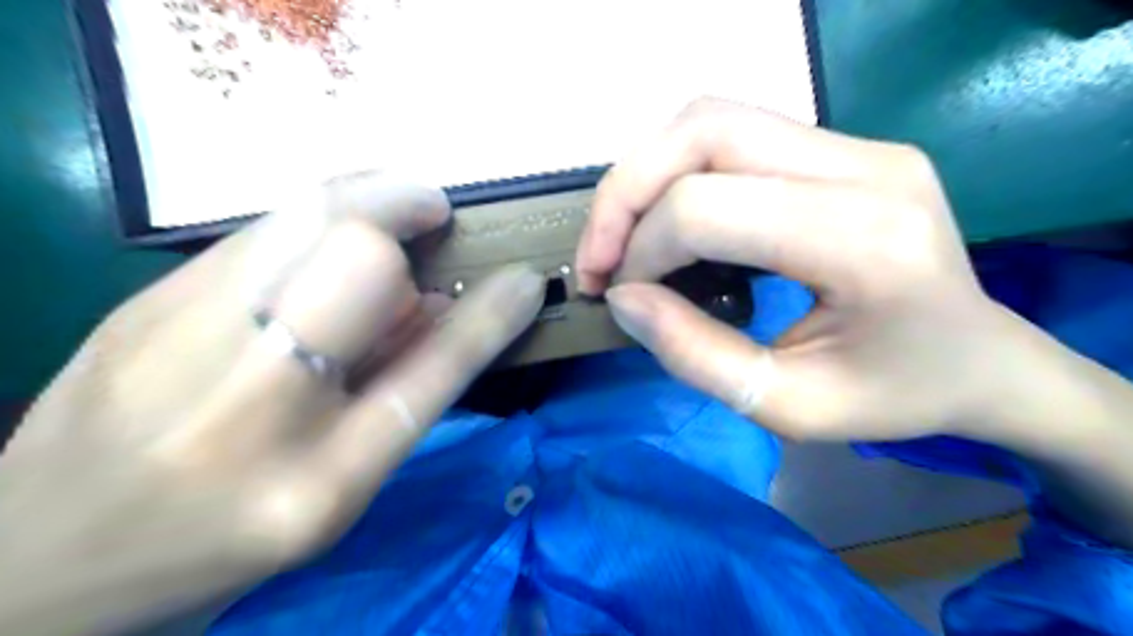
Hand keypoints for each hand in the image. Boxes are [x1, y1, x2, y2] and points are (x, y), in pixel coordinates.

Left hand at [0, 171, 543, 633]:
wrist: (40, 565)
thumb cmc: (221, 542)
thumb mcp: (337, 499)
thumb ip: (396, 399)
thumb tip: (439, 308)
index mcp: (319, 483)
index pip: (433, 372)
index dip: (489, 316)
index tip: (525, 278)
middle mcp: (250, 411)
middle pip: (358, 262)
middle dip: (407, 221)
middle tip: (432, 219)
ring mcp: (178, 347)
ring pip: (300, 218)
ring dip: (368, 196)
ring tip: (397, 205)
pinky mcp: (136, 307)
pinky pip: (257, 227)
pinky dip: (316, 209)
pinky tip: (334, 224)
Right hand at [578, 102, 1034, 444]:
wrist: (984, 360)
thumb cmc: (896, 396)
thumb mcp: (788, 407)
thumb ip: (694, 355)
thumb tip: (623, 299)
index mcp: (863, 239)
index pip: (707, 207)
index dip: (642, 250)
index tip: (621, 297)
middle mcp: (864, 166)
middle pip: (703, 132)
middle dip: (625, 193)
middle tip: (598, 257)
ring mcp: (858, 144)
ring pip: (711, 118)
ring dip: (645, 173)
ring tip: (623, 237)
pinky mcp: (843, 146)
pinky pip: (733, 132)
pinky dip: (677, 170)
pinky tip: (667, 219)